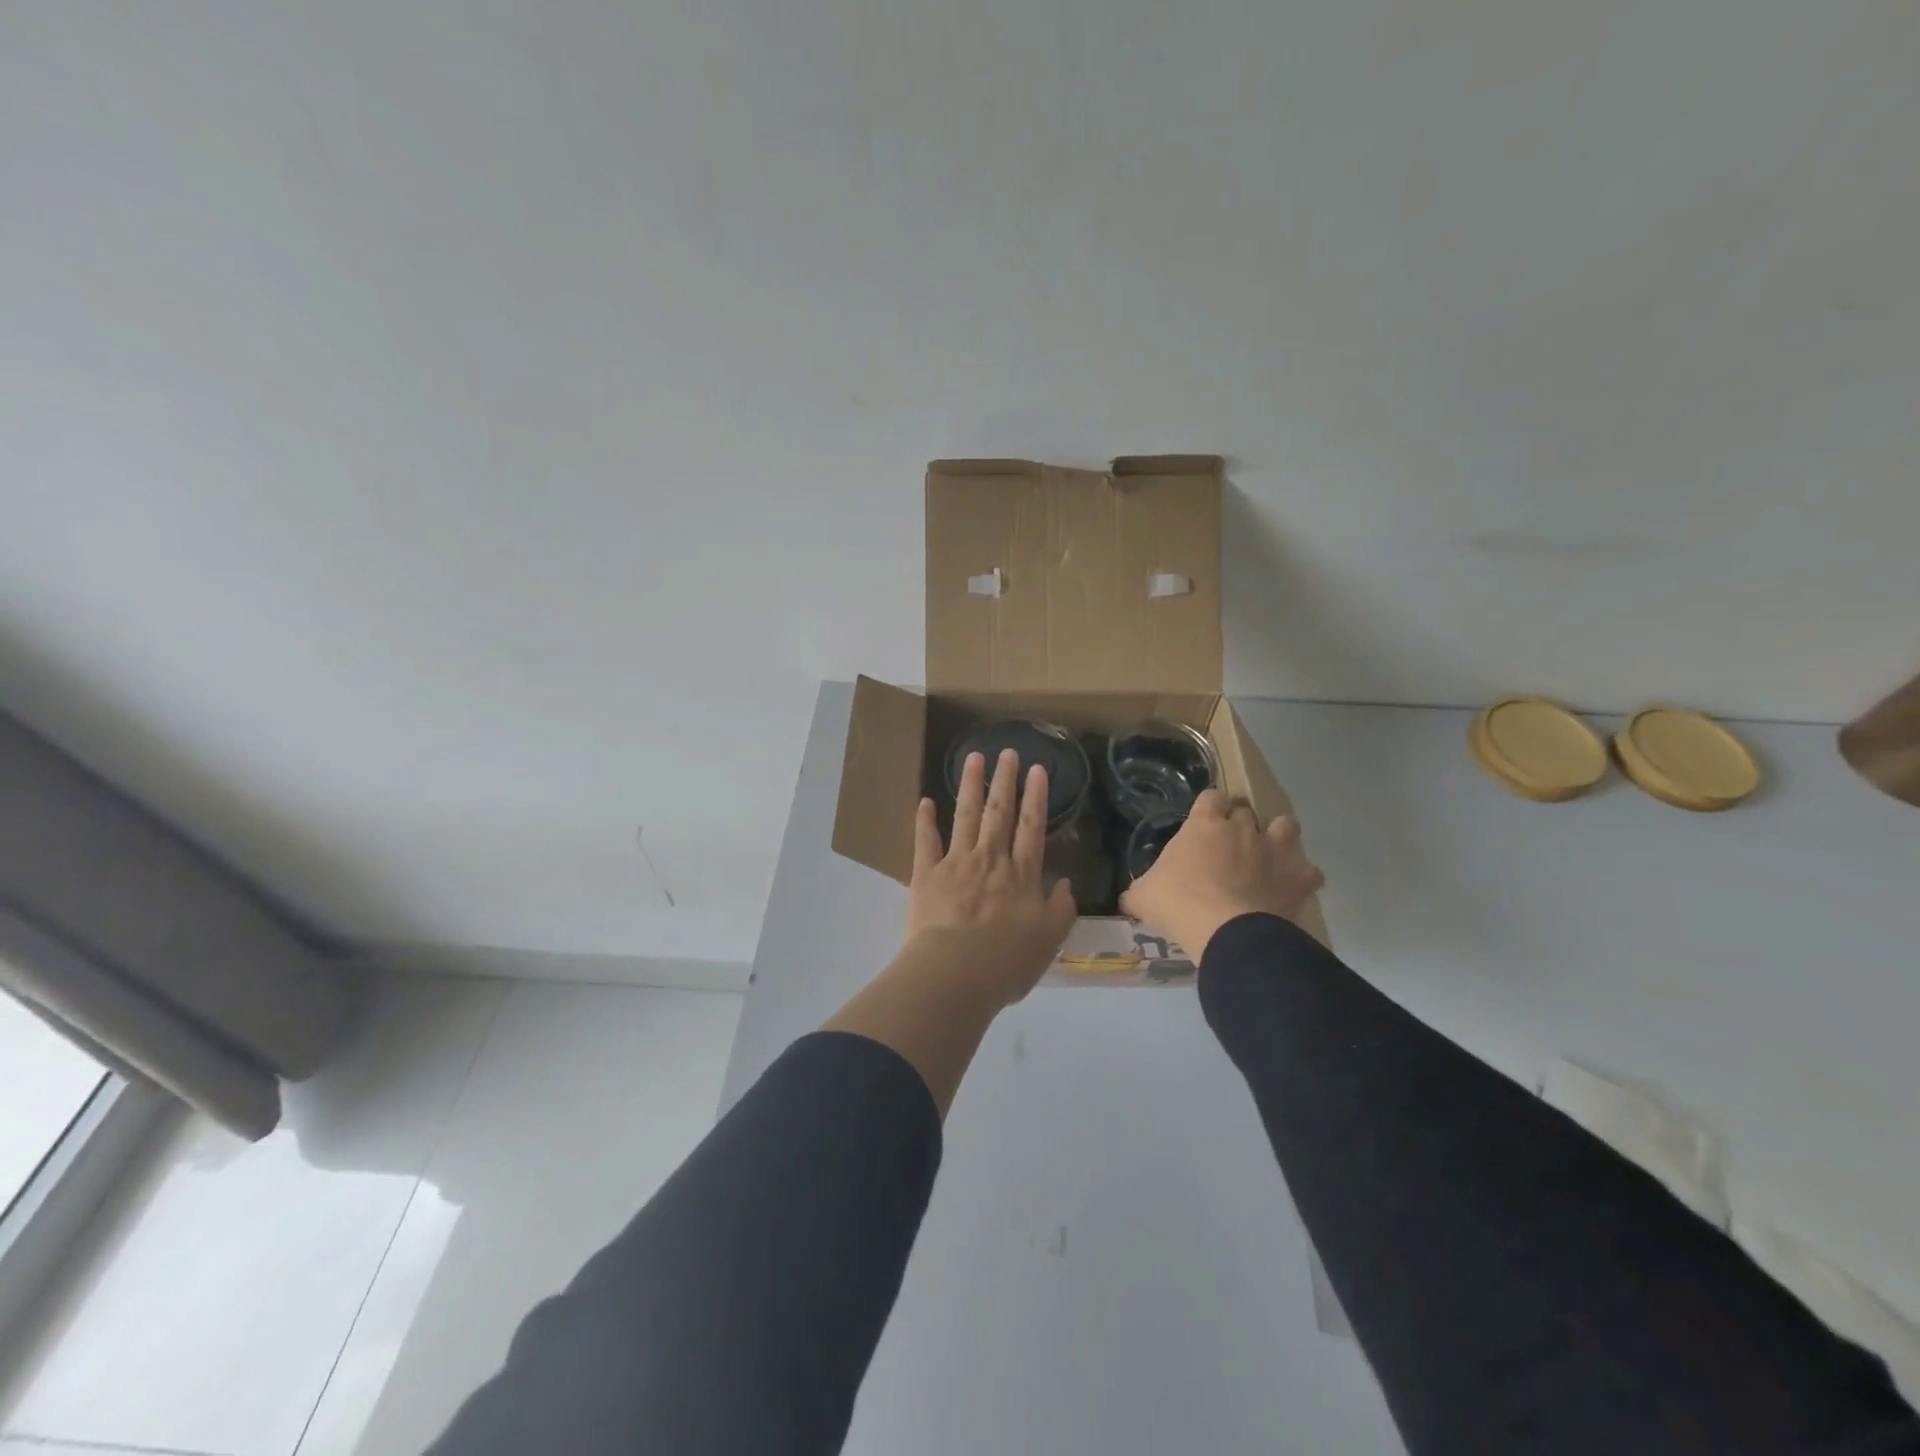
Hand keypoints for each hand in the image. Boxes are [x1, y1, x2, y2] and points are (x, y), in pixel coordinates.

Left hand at [906, 748, 1077, 1007]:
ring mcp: (956, 862)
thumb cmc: (1006, 962)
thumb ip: (1062, 909)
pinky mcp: (926, 874)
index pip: (1032, 827)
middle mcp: (990, 859)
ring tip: (973, 758)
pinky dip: (924, 821)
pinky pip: (925, 841)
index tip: (1038, 770)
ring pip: (965, 815)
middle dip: (1005, 780)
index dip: (1036, 797)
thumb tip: (1066, 883)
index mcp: (1021, 875)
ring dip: (970, 785)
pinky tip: (925, 801)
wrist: (955, 973)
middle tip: (1007, 752)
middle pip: (999, 812)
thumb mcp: (1049, 940)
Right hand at [1119, 790, 1323, 959]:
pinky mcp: (1297, 879)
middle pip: (1246, 810)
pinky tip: (1291, 888)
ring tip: (1269, 855)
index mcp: (1204, 825)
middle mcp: (1242, 828)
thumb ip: (1138, 891)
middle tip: (1230, 846)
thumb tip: (1127, 899)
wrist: (1226, 930)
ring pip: (1286, 825)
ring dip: (1280, 836)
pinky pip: (1310, 871)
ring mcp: (1274, 851)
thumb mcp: (1144, 896)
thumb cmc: (1178, 903)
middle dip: (1240, 823)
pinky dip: (1302, 878)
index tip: (1204, 823)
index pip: (1210, 797)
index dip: (1208, 808)